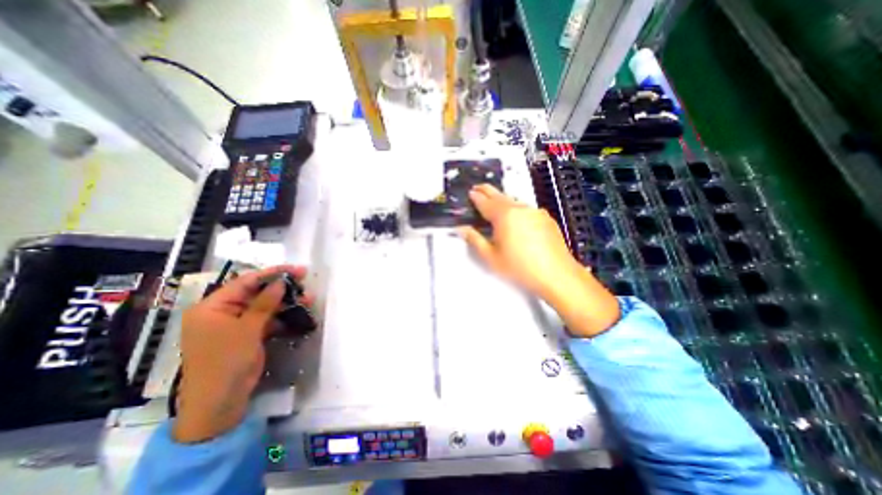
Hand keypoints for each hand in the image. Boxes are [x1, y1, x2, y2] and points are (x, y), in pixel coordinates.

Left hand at [171, 266, 308, 443]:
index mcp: (212, 307)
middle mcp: (223, 312)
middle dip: (281, 287)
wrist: (219, 404)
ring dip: (286, 302)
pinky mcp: (248, 335)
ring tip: (309, 297)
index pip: (245, 282)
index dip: (272, 274)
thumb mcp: (247, 330)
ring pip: (265, 306)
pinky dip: (283, 316)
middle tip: (305, 280)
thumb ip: (264, 303)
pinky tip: (300, 312)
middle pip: (256, 292)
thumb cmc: (226, 362)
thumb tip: (280, 282)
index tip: (296, 269)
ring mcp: (236, 325)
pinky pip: (267, 319)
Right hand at [458, 183, 584, 298]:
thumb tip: (462, 228)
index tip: (470, 192)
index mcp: (504, 216)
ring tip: (495, 204)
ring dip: (502, 200)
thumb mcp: (491, 257)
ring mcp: (535, 212)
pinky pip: (526, 209)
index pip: (485, 202)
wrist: (557, 275)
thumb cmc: (520, 267)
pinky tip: (516, 219)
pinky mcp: (546, 218)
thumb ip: (474, 240)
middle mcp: (520, 209)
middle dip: (488, 191)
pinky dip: (516, 209)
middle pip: (500, 196)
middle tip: (479, 188)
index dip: (476, 197)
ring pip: (514, 201)